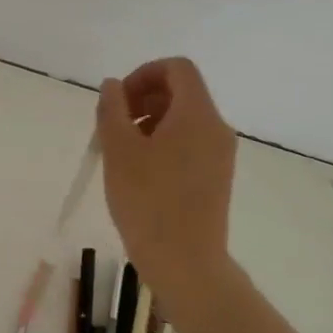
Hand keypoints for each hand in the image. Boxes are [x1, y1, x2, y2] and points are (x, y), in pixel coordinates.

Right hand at [96, 57, 237, 293]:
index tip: (118, 101)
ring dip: (150, 123)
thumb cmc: (148, 202)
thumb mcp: (119, 151)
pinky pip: (189, 144)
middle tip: (113, 128)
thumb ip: (112, 109)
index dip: (143, 74)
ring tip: (121, 153)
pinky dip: (163, 144)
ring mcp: (220, 155)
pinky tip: (140, 173)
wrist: (185, 263)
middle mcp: (216, 128)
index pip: (177, 68)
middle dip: (143, 100)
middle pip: (181, 92)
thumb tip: (113, 85)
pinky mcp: (216, 178)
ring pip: (184, 120)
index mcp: (198, 114)